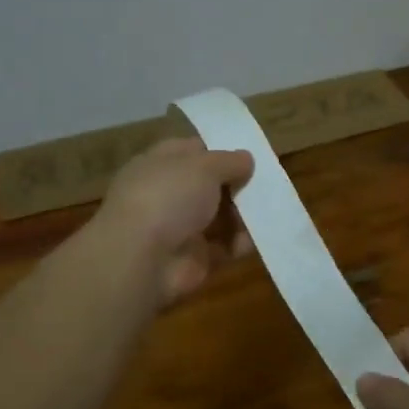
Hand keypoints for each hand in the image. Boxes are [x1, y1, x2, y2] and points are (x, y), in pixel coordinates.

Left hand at [97, 138, 253, 305]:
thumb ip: (229, 161)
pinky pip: (224, 246)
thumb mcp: (204, 166)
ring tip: (268, 212)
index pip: (192, 151)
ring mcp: (179, 227)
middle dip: (238, 185)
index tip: (249, 155)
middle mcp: (168, 194)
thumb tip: (246, 159)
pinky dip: (241, 243)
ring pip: (220, 216)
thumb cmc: (168, 197)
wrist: (141, 258)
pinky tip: (256, 239)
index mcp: (160, 164)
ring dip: (243, 215)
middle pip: (210, 185)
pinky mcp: (193, 258)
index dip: (220, 150)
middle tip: (266, 185)